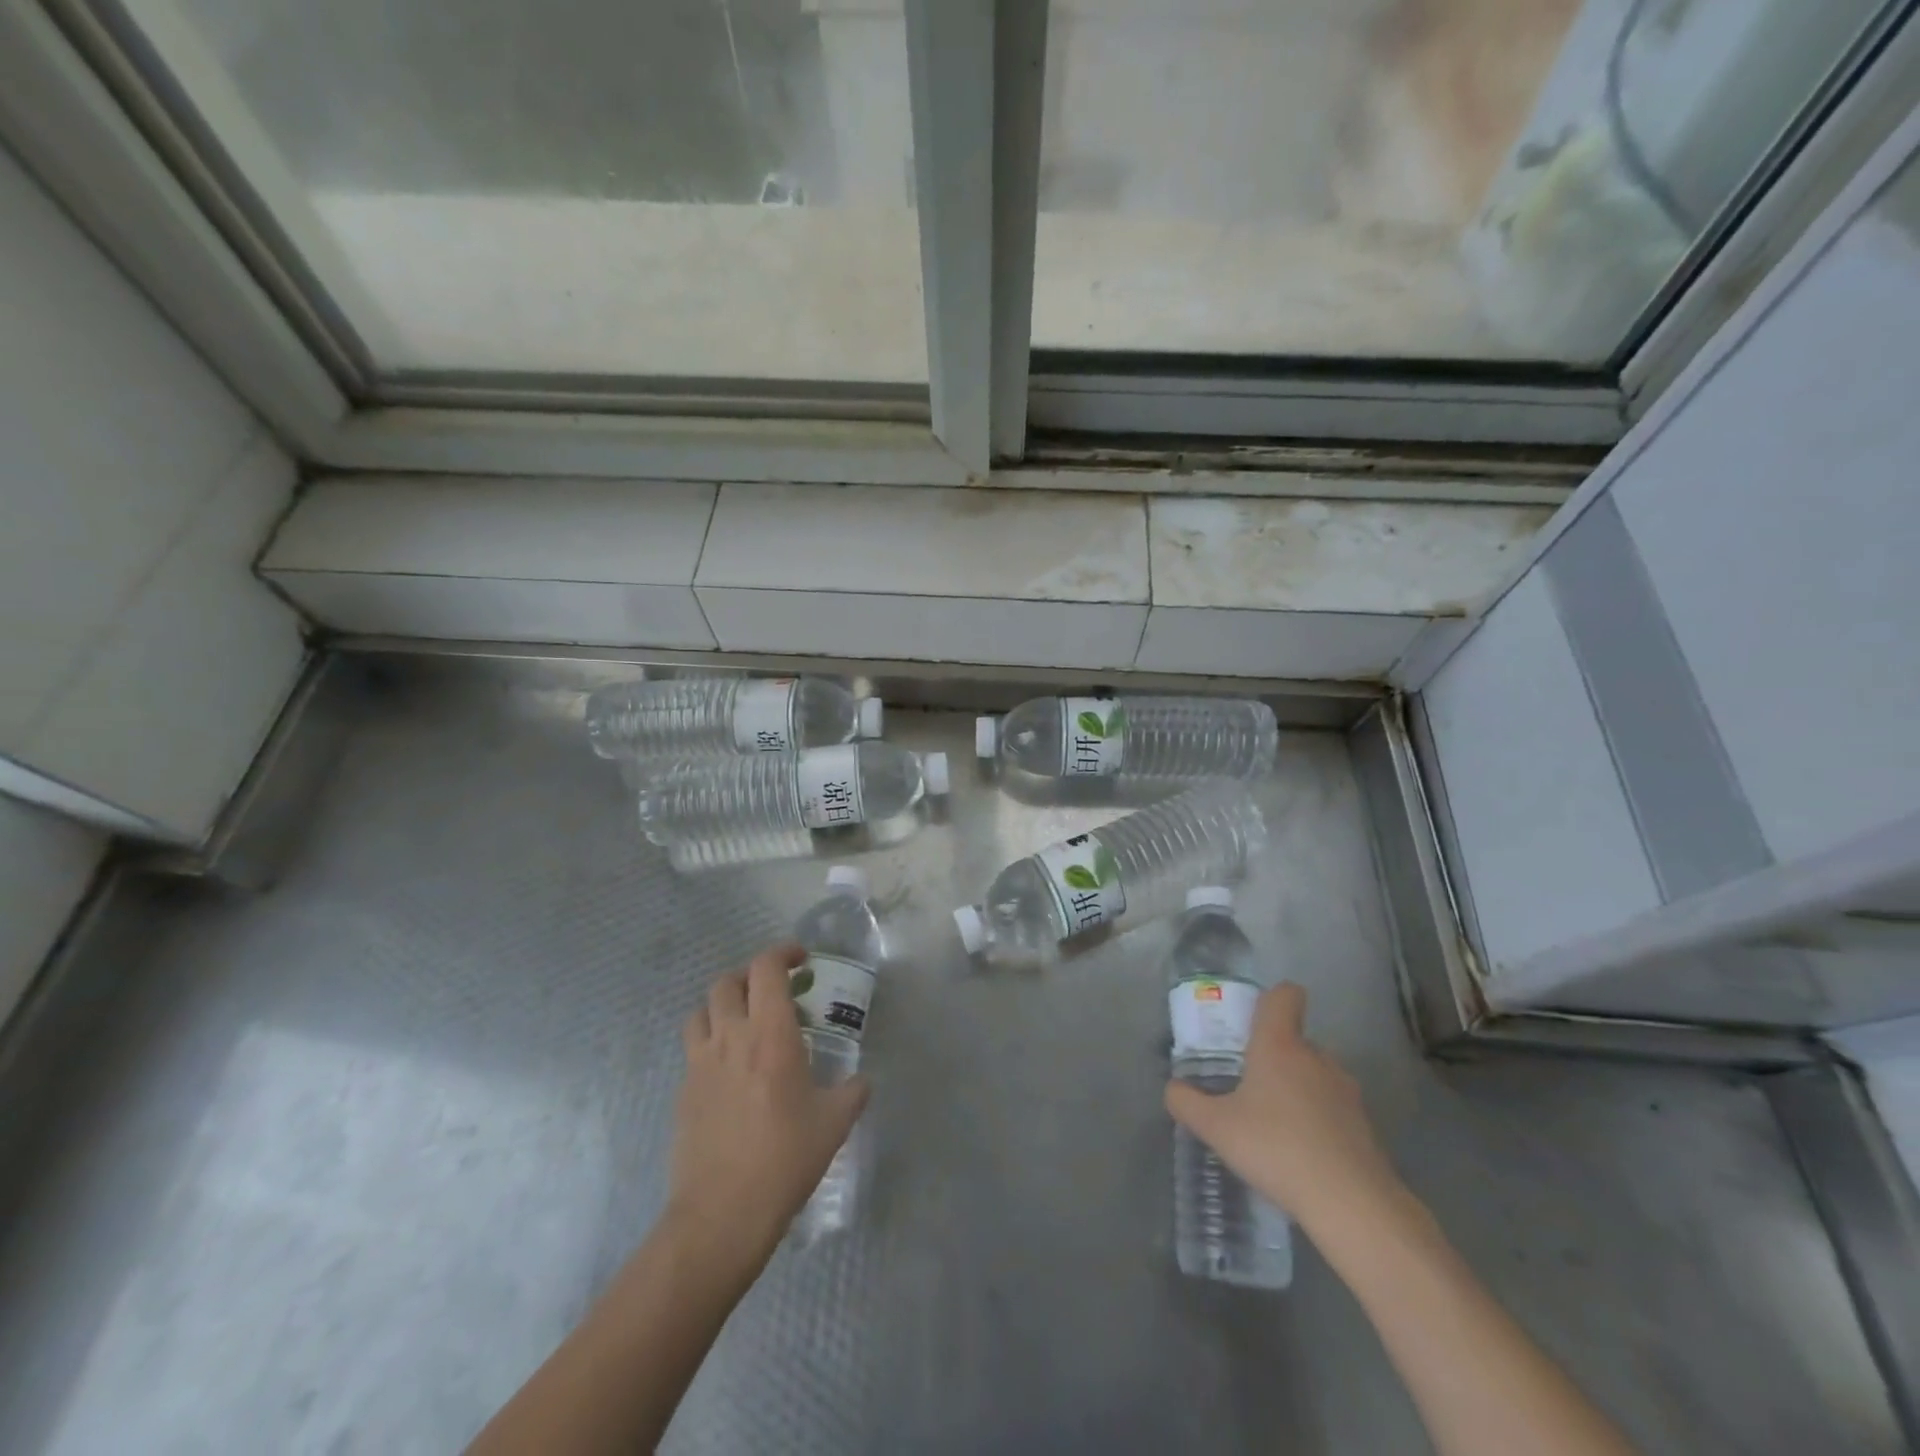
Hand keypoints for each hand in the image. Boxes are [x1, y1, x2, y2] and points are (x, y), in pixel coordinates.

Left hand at [668, 944, 869, 1260]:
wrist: (721, 1214)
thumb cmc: (784, 1159)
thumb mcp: (833, 1124)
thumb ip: (852, 1093)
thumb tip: (861, 1082)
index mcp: (770, 1034)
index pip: (766, 968)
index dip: (782, 952)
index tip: (801, 959)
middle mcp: (731, 1037)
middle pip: (727, 982)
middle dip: (751, 977)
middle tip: (773, 993)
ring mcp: (700, 1064)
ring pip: (701, 1011)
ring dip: (723, 1006)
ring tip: (744, 1023)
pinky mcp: (683, 1092)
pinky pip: (693, 1050)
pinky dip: (711, 1043)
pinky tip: (730, 1072)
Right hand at [1165, 983, 1405, 1234]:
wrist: (1352, 1204)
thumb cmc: (1276, 1148)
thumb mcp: (1216, 1127)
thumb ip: (1186, 1102)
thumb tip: (1173, 1088)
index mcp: (1280, 1044)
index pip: (1285, 995)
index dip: (1270, 999)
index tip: (1251, 1023)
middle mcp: (1316, 1057)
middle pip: (1295, 1039)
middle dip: (1273, 1056)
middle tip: (1248, 1087)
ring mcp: (1345, 1090)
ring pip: (1315, 1073)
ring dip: (1296, 1089)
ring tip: (1274, 1125)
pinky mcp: (1364, 1124)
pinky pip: (1333, 1107)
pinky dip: (1317, 1120)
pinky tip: (1300, 1154)